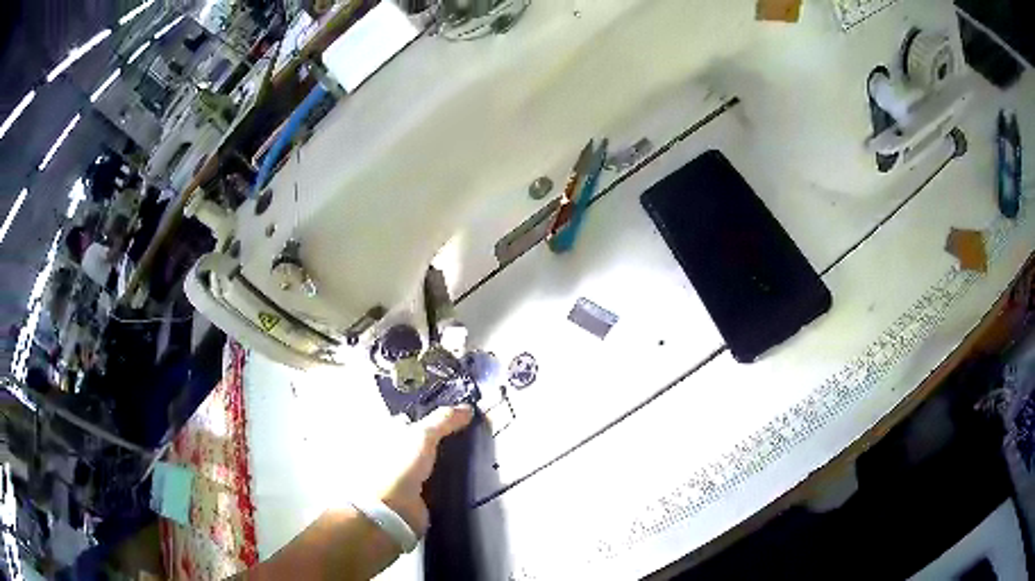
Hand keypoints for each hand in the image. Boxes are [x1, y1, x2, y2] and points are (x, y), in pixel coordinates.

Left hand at [379, 405, 473, 535]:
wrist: (394, 512)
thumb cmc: (399, 466)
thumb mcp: (422, 436)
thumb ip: (444, 421)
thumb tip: (468, 408)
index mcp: (387, 434)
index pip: (411, 420)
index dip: (432, 417)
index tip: (459, 415)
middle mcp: (395, 453)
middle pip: (424, 442)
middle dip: (444, 439)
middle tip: (474, 434)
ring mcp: (407, 475)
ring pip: (433, 462)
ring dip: (449, 461)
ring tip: (479, 454)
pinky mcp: (420, 495)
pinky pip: (439, 482)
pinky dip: (451, 479)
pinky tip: (470, 475)